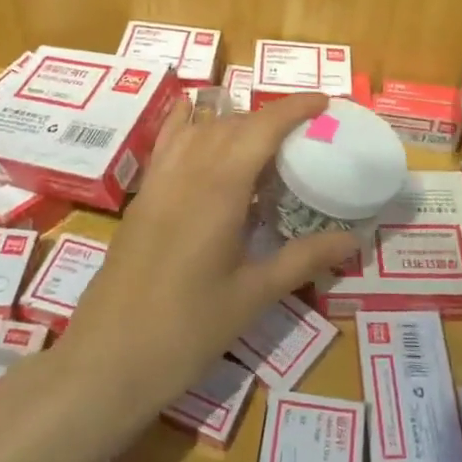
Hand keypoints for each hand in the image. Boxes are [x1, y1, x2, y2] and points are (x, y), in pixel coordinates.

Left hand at [55, 92, 359, 423]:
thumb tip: (353, 239)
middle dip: (271, 118)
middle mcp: (187, 172)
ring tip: (265, 140)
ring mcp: (159, 182)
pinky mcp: (142, 198)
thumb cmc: (187, 330)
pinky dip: (186, 123)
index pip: (261, 129)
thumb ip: (303, 259)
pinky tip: (193, 116)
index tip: (323, 102)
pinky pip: (167, 144)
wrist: (108, 359)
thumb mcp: (252, 295)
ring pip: (200, 129)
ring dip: (234, 122)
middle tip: (306, 135)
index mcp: (219, 189)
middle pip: (232, 124)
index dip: (293, 109)